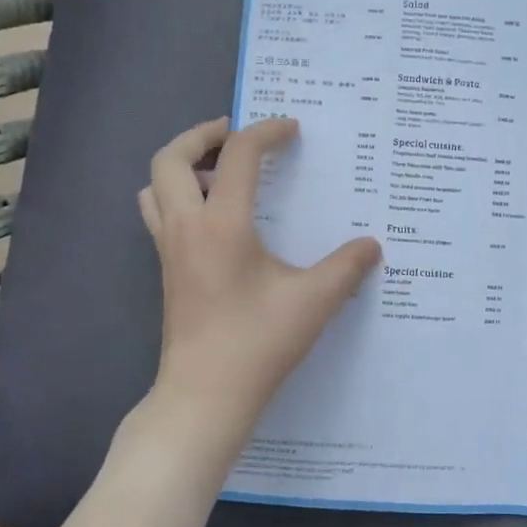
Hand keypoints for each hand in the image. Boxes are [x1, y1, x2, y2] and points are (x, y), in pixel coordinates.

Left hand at [136, 116, 381, 460]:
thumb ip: (347, 267)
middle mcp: (186, 227)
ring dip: (182, 165)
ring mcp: (169, 249)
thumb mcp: (314, 302)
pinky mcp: (167, 270)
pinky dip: (178, 195)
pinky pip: (159, 213)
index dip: (266, 132)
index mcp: (221, 224)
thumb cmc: (257, 344)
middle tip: (237, 134)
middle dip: (202, 134)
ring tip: (220, 172)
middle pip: (169, 157)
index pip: (238, 154)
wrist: (204, 397)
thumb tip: (372, 245)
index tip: (292, 129)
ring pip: (155, 185)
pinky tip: (217, 219)